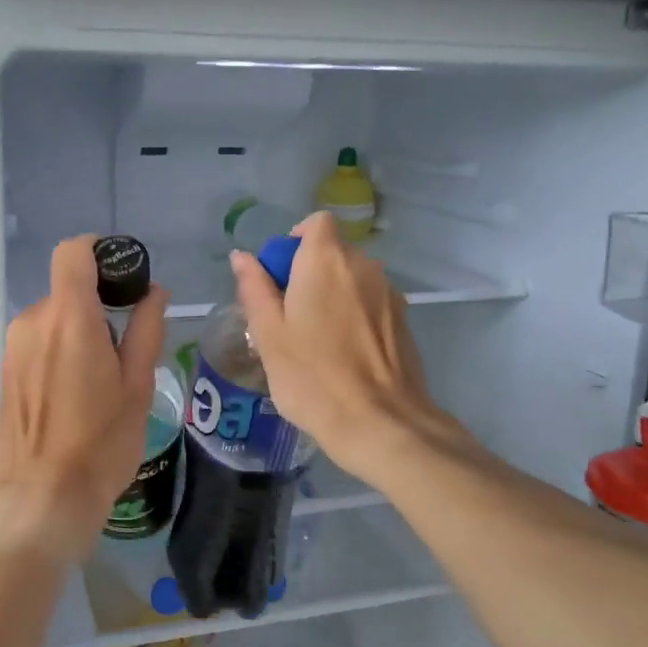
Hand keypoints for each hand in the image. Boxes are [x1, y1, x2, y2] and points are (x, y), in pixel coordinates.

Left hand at [0, 236, 167, 564]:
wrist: (40, 498)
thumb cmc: (100, 442)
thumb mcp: (137, 385)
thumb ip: (146, 329)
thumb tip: (153, 291)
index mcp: (69, 317)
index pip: (73, 252)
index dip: (99, 250)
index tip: (125, 274)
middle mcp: (34, 322)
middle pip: (68, 290)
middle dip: (98, 306)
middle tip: (126, 348)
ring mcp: (14, 347)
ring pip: (54, 319)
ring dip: (79, 332)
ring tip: (103, 380)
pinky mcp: (5, 371)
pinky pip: (39, 343)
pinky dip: (61, 351)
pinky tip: (77, 395)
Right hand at [230, 213, 462, 485]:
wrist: (381, 423)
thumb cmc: (313, 377)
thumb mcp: (269, 334)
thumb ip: (255, 288)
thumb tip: (243, 257)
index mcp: (326, 261)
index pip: (316, 223)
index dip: (295, 241)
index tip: (279, 276)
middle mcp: (363, 266)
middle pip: (333, 251)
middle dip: (309, 272)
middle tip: (288, 317)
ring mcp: (389, 293)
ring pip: (353, 279)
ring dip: (332, 295)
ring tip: (315, 340)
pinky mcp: (404, 321)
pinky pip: (370, 303)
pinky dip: (354, 314)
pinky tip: (343, 354)